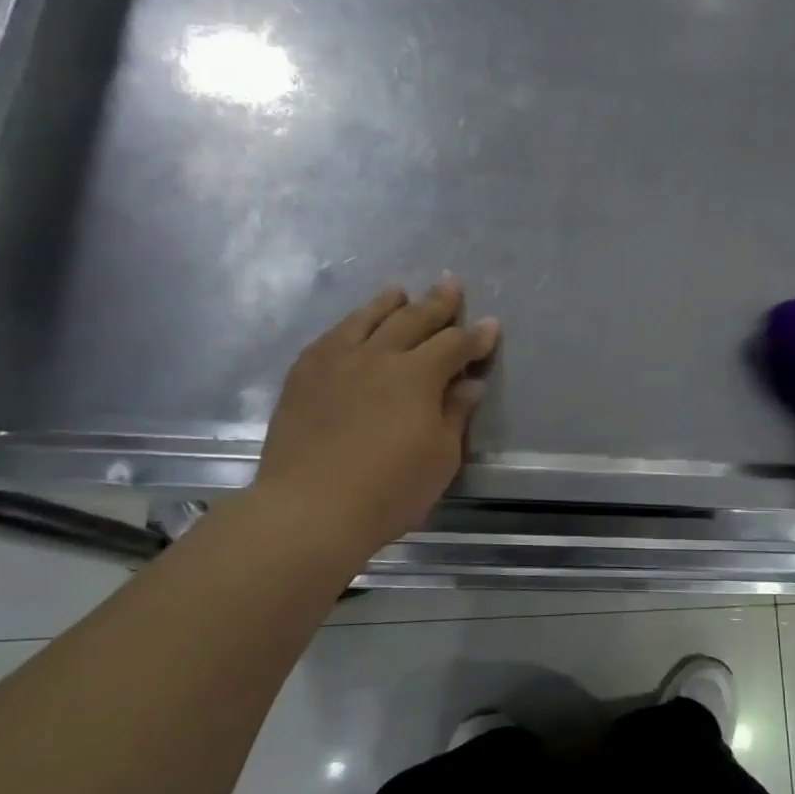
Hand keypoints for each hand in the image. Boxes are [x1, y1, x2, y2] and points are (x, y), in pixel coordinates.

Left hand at [254, 278, 499, 564]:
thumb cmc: (389, 490)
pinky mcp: (303, 376)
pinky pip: (330, 338)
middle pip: (412, 319)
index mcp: (417, 376)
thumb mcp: (440, 458)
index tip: (491, 326)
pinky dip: (348, 325)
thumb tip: (468, 383)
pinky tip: (351, 326)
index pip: (454, 345)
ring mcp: (336, 363)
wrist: (309, 509)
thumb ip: (454, 414)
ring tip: (398, 291)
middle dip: (437, 302)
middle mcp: (377, 357)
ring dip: (387, 303)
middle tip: (451, 284)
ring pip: (366, 320)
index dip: (476, 336)